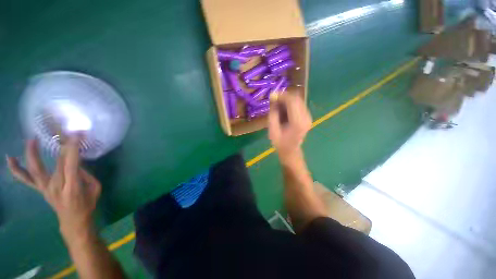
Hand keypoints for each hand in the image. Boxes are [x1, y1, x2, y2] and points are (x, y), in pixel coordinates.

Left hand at [6, 137, 101, 240]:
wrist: (73, 221)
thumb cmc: (88, 204)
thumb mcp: (95, 188)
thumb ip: (85, 174)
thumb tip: (77, 162)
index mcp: (72, 187)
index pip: (71, 163)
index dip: (73, 148)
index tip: (77, 134)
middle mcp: (55, 186)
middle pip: (56, 163)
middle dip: (61, 146)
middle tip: (62, 131)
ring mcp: (45, 188)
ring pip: (35, 169)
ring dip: (32, 154)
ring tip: (32, 140)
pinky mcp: (39, 189)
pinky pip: (25, 179)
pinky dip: (16, 169)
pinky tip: (10, 158)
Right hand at [268, 94, 311, 164]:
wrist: (290, 151)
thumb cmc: (280, 142)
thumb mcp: (272, 129)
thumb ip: (273, 113)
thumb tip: (273, 98)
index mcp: (297, 122)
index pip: (292, 101)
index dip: (282, 95)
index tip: (273, 95)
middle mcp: (306, 118)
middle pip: (297, 98)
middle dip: (285, 96)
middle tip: (274, 99)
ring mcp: (308, 117)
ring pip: (299, 100)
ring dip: (287, 100)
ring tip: (278, 105)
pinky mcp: (307, 117)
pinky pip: (299, 105)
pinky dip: (291, 104)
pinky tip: (284, 109)